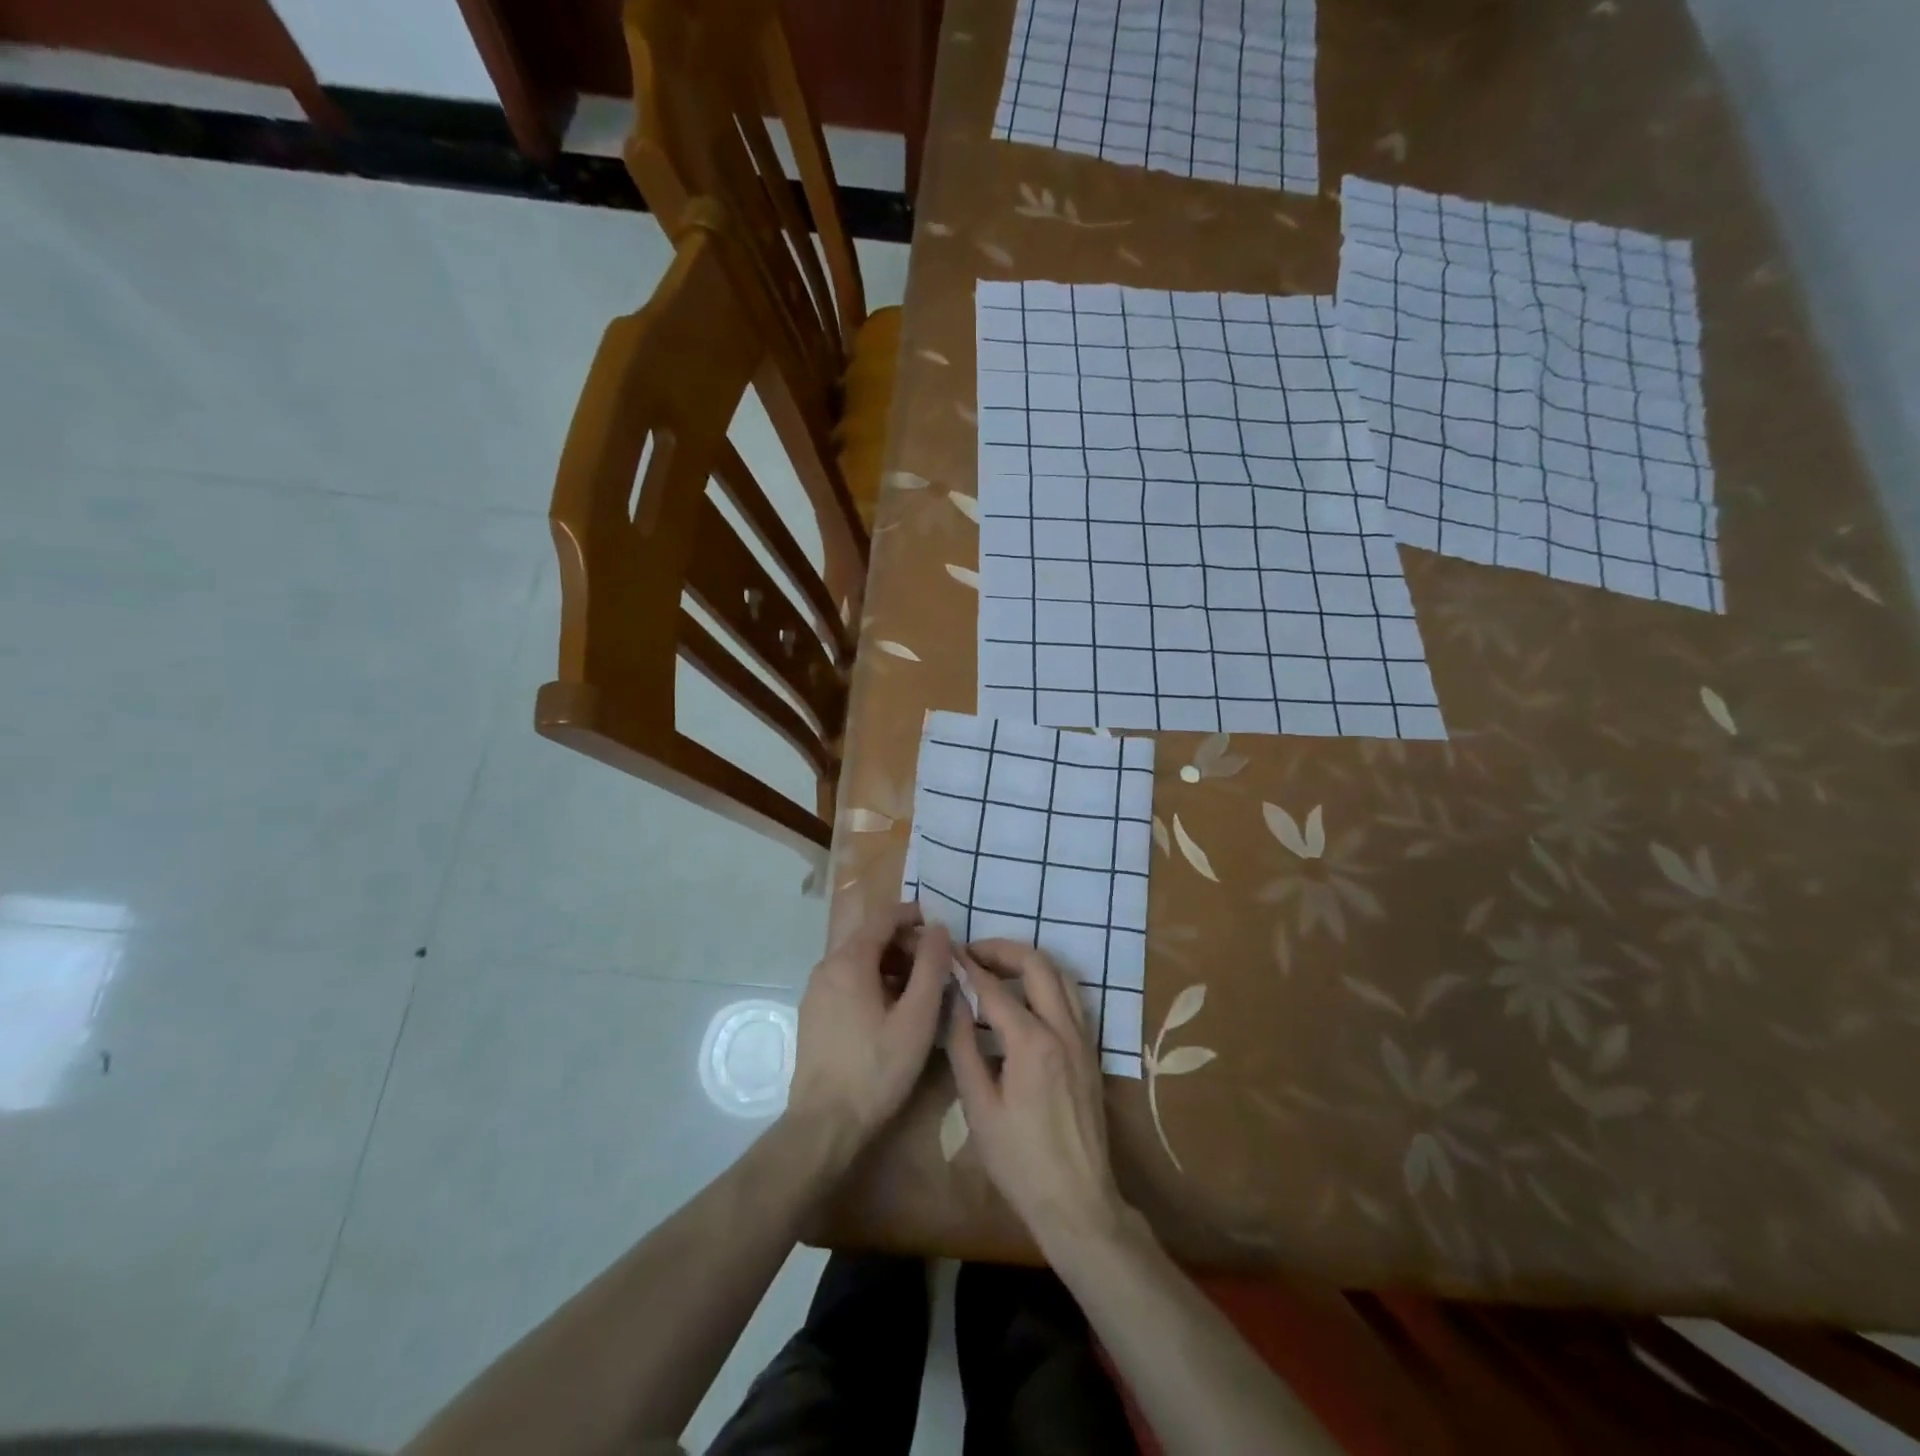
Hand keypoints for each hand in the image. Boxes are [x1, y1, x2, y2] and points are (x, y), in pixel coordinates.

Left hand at [788, 905, 950, 1145]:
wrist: (824, 1125)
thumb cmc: (877, 1069)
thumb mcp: (917, 1018)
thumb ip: (931, 967)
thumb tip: (939, 929)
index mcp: (849, 961)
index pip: (883, 917)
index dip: (914, 916)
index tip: (941, 928)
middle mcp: (826, 967)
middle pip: (870, 938)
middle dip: (905, 944)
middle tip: (937, 966)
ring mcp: (815, 992)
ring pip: (858, 962)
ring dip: (891, 966)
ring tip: (920, 992)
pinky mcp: (813, 1015)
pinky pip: (847, 983)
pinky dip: (873, 983)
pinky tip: (892, 1012)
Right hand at [945, 940, 1130, 1252]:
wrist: (1076, 1201)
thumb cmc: (1019, 1160)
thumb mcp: (978, 1106)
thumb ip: (963, 1045)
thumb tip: (953, 999)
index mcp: (1032, 1042)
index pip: (994, 988)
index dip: (968, 966)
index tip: (947, 953)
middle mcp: (1063, 1028)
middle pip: (1037, 965)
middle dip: (1003, 950)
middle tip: (973, 954)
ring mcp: (1082, 1037)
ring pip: (1060, 975)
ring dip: (1028, 962)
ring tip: (996, 967)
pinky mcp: (1090, 1050)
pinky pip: (1070, 997)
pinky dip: (1046, 982)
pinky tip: (1024, 996)